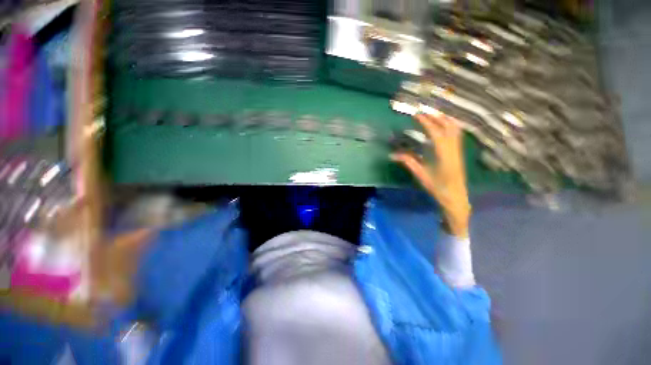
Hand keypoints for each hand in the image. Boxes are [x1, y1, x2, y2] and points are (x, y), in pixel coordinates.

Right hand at [392, 113, 470, 237]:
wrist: (456, 197)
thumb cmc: (438, 187)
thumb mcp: (421, 175)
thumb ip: (408, 162)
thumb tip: (393, 154)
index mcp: (444, 153)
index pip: (435, 132)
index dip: (426, 122)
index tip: (417, 114)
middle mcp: (453, 148)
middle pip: (448, 126)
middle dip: (436, 117)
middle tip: (424, 112)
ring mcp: (458, 150)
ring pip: (455, 129)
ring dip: (444, 120)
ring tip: (434, 115)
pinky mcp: (458, 152)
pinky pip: (456, 134)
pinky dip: (449, 126)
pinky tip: (443, 126)